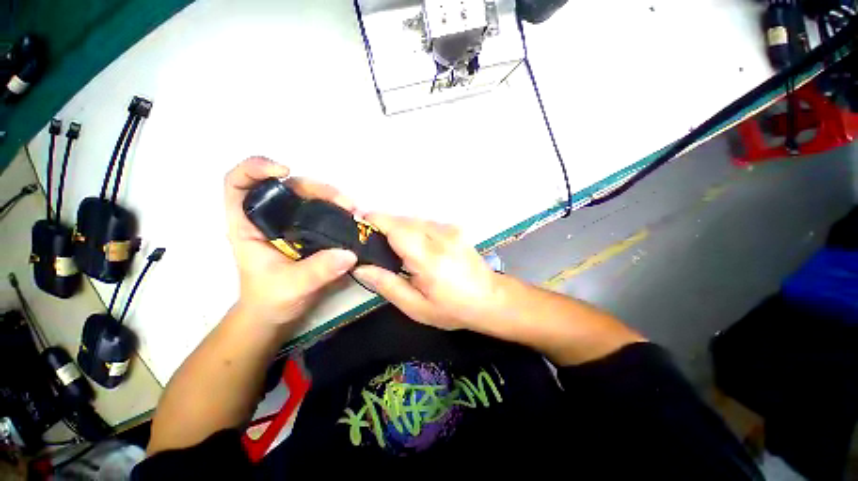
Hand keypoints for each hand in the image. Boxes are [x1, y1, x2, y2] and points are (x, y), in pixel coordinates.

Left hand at [224, 157, 357, 325]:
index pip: (239, 184)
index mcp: (248, 225)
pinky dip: (338, 210)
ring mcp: (290, 223)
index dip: (255, 169)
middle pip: (287, 187)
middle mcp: (269, 218)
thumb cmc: (272, 299)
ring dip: (332, 198)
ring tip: (354, 210)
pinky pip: (322, 211)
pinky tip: (352, 218)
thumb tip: (349, 254)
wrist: (279, 311)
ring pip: (308, 196)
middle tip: (344, 202)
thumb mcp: (291, 287)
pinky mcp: (308, 229)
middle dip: (315, 187)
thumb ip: (317, 272)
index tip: (284, 171)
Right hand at [353, 214, 501, 331]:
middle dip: (384, 226)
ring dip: (400, 229)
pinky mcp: (455, 229)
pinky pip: (426, 224)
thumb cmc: (453, 309)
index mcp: (429, 258)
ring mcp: (450, 230)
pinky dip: (415, 231)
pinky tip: (417, 248)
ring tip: (396, 249)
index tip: (358, 224)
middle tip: (374, 244)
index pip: (397, 228)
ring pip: (414, 220)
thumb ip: (388, 285)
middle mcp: (440, 236)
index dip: (375, 220)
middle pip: (403, 220)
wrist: (491, 299)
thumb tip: (362, 268)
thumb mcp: (417, 307)